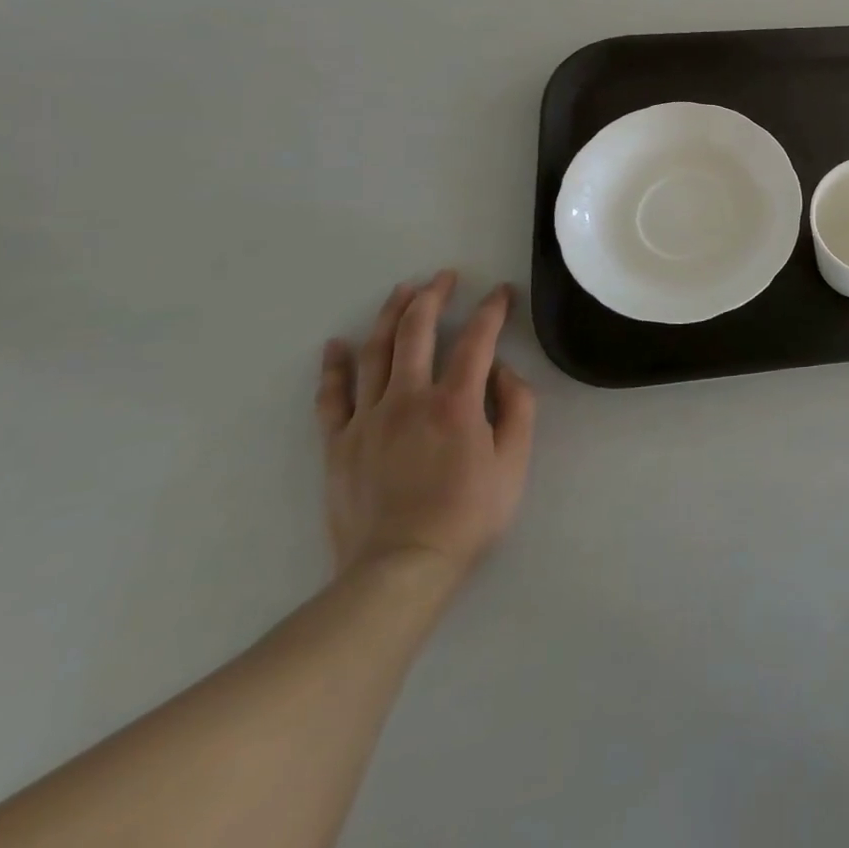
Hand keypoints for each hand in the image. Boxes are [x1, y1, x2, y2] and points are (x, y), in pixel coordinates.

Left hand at [316, 271, 536, 587]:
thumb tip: (501, 370)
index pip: (477, 340)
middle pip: (416, 332)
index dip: (491, 310)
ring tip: (402, 291)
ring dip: (390, 315)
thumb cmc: (468, 515)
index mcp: (456, 403)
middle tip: (444, 277)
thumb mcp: (514, 463)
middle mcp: (408, 399)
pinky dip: (335, 367)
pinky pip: (332, 397)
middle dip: (433, 296)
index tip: (501, 293)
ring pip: (375, 352)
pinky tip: (337, 345)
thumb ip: (516, 408)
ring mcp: (367, 419)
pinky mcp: (339, 444)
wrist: (399, 570)